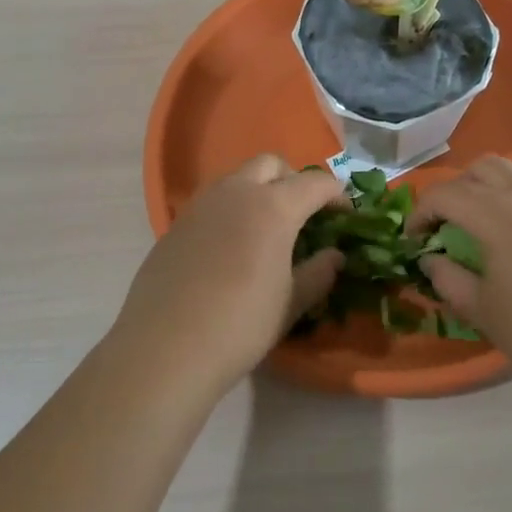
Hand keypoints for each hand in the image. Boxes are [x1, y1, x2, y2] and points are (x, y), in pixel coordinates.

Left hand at [109, 155, 346, 394]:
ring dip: (259, 190)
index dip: (336, 195)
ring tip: (267, 229)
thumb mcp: (290, 303)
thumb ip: (318, 273)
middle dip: (294, 180)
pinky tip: (232, 248)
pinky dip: (232, 210)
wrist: (165, 347)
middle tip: (304, 213)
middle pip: (271, 165)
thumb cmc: (240, 325)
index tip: (347, 214)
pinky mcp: (177, 224)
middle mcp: (236, 193)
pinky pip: (212, 202)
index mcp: (273, 207)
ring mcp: (201, 205)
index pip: (315, 183)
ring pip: (237, 178)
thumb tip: (335, 256)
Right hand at [410, 157, 511, 401]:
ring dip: (483, 192)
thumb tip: (432, 258)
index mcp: (498, 215)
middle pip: (479, 170)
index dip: (419, 214)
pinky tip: (511, 243)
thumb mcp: (483, 311)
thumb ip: (448, 278)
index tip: (413, 241)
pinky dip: (510, 202)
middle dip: (453, 192)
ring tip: (474, 231)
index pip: (445, 194)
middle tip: (442, 227)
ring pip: (510, 175)